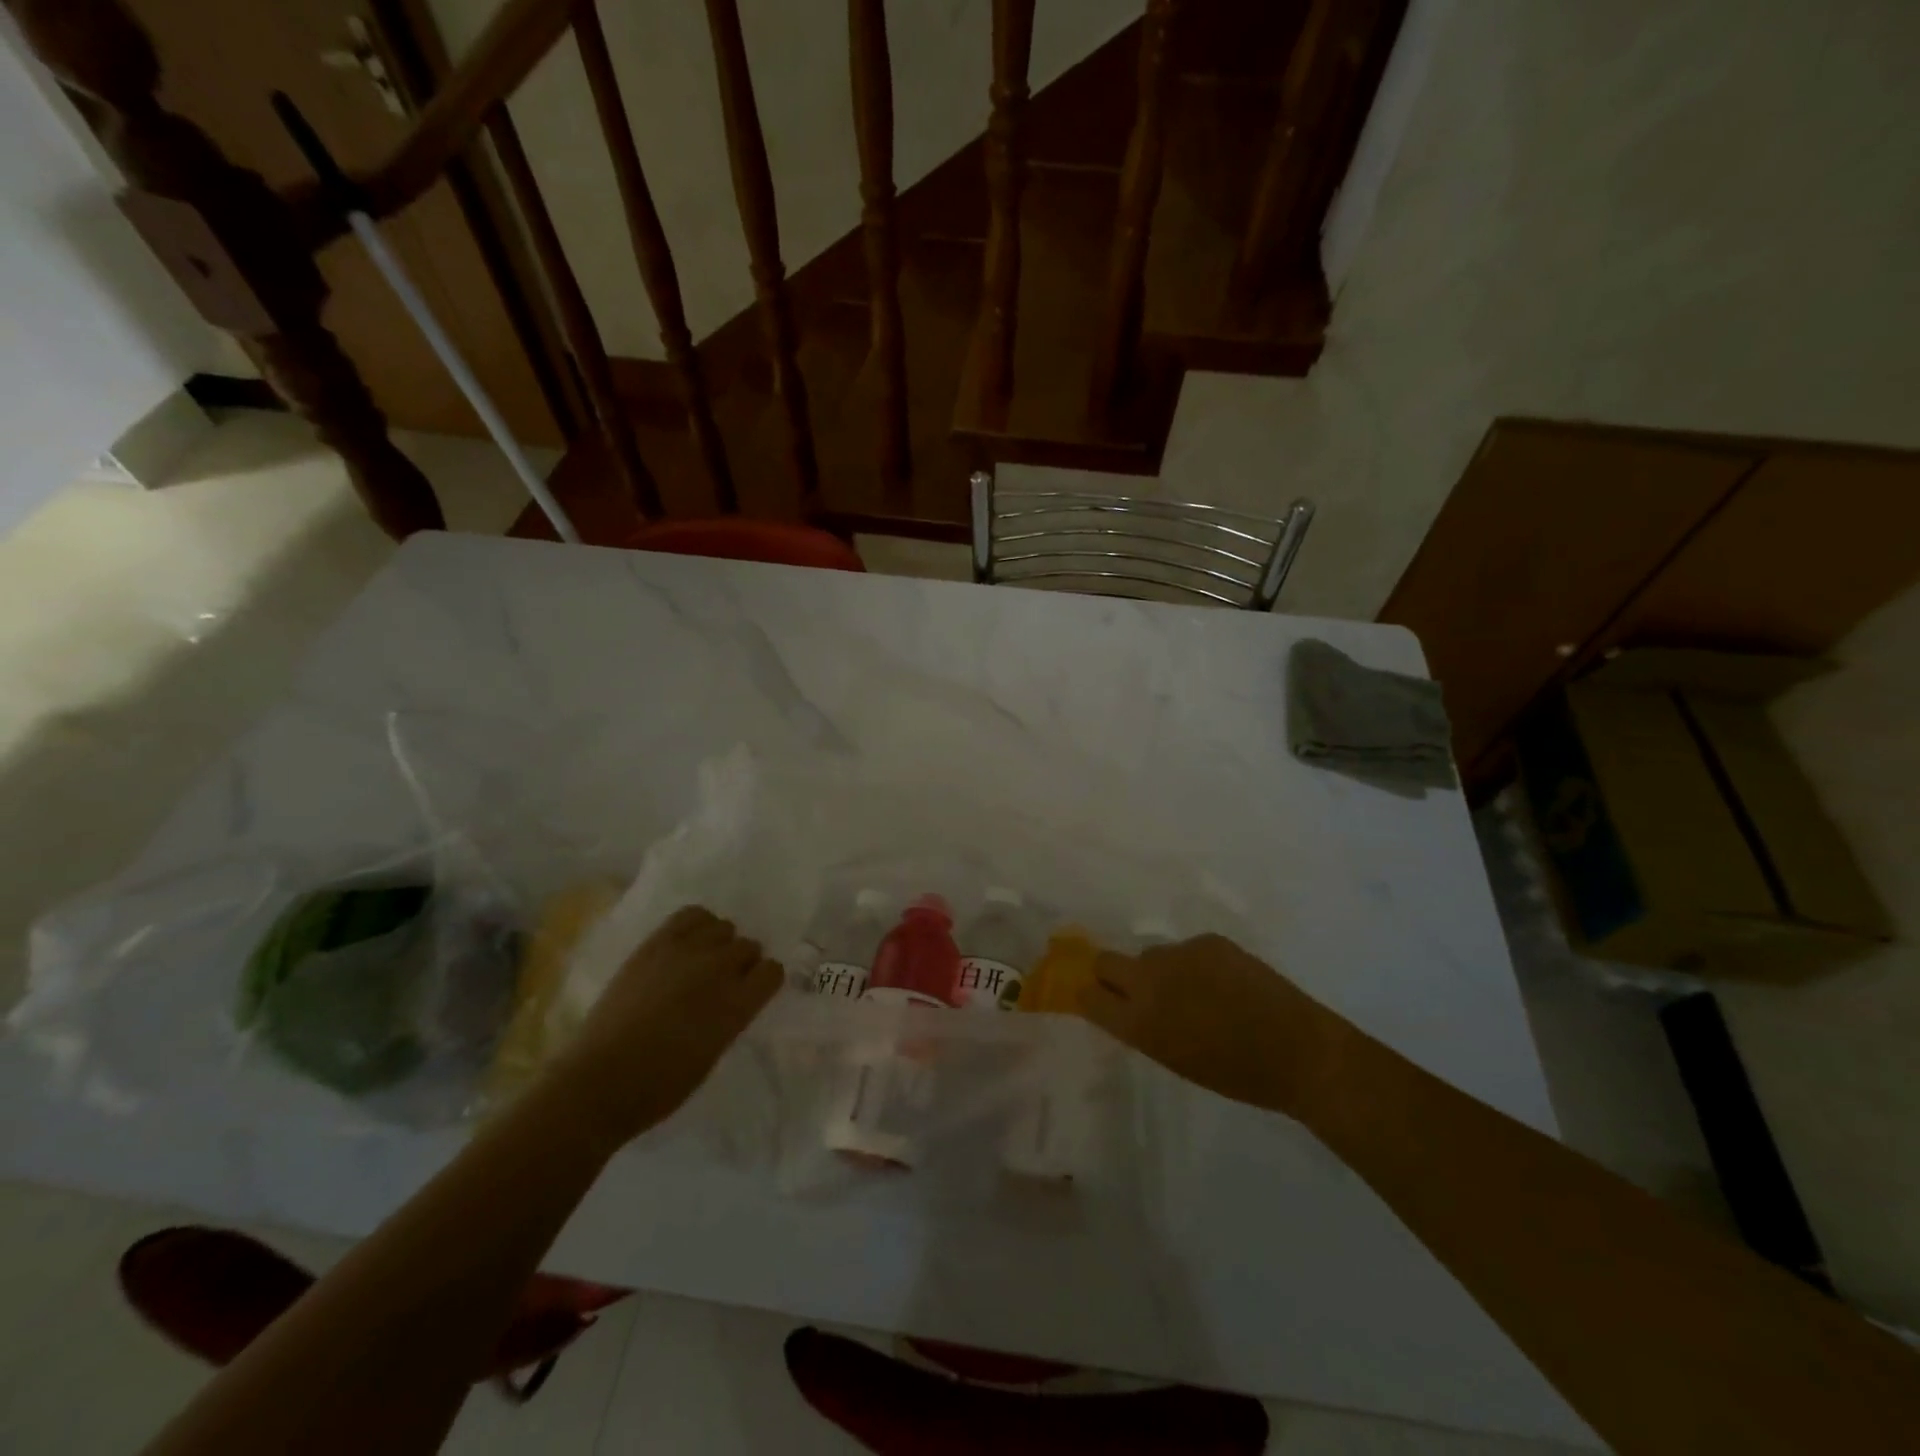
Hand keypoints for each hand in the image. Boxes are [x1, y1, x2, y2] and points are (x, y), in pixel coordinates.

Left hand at [554, 906, 781, 1146]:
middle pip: (749, 946)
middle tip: (722, 983)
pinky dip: (698, 925)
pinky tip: (688, 944)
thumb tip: (735, 997)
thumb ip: (731, 1016)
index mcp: (737, 1005)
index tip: (751, 993)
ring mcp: (686, 952)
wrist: (599, 1081)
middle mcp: (718, 970)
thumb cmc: (660, 1084)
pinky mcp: (656, 944)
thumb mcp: (713, 1053)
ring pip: (724, 927)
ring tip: (702, 962)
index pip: (773, 971)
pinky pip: (692, 915)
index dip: (763, 981)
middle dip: (742, 963)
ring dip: (720, 943)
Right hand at [1077, 933, 1352, 1121]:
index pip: (1089, 995)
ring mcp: (1178, 954)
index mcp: (1139, 1023)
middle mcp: (1149, 981)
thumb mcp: (1175, 1058)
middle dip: (1112, 973)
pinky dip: (1197, 963)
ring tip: (1196, 991)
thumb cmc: (1236, 1074)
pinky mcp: (1208, 940)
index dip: (1090, 994)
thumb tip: (1127, 1005)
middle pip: (1106, 961)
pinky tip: (1224, 982)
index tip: (1096, 996)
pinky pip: (1188, 949)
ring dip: (1162, 970)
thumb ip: (1144, 1027)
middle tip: (1136, 989)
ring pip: (1152, 954)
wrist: (1298, 1050)